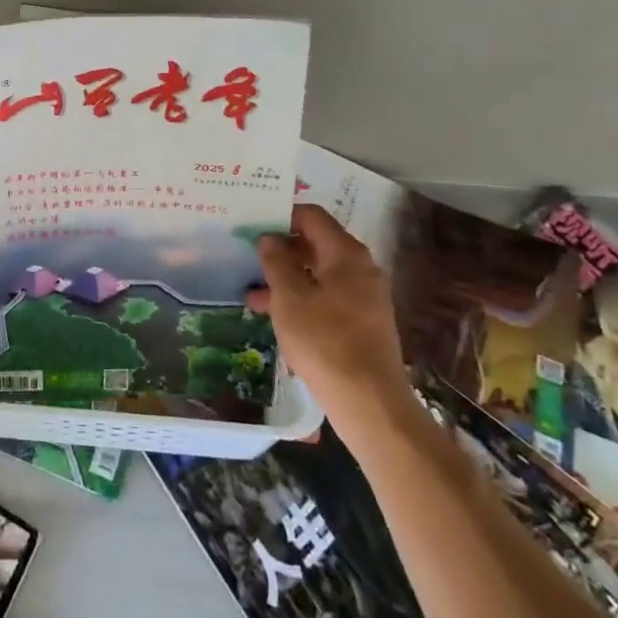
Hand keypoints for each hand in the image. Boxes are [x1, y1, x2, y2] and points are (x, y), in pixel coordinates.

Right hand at [248, 204, 414, 440]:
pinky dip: (302, 299)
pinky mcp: (363, 321)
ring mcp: (365, 296)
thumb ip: (276, 261)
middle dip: (281, 251)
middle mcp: (361, 268)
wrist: (369, 402)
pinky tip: (276, 317)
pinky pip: (327, 297)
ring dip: (287, 279)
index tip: (253, 225)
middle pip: (316, 244)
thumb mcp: (289, 298)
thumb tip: (269, 237)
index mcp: (346, 254)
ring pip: (319, 274)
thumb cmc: (324, 341)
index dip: (282, 216)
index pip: (312, 216)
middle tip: (248, 258)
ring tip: (252, 296)